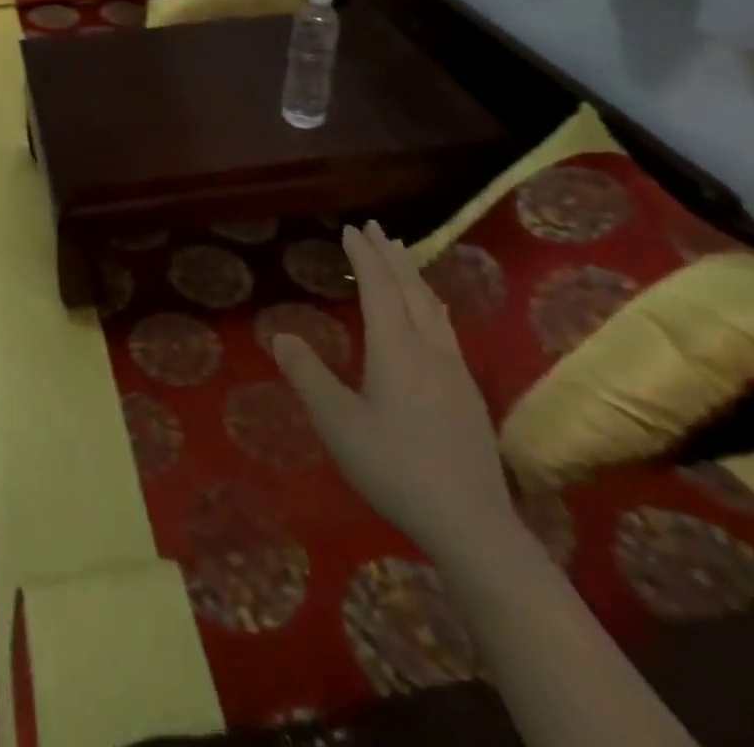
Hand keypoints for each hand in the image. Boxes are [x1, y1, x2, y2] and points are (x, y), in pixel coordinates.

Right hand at [272, 221, 515, 567]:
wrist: (472, 524)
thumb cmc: (395, 467)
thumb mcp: (337, 423)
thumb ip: (308, 375)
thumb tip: (281, 335)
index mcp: (395, 348)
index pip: (379, 287)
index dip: (364, 256)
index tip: (351, 229)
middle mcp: (429, 348)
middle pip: (411, 289)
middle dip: (391, 256)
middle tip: (376, 229)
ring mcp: (455, 371)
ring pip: (433, 307)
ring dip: (413, 276)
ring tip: (403, 259)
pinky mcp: (469, 394)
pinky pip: (445, 327)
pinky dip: (429, 303)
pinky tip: (432, 316)